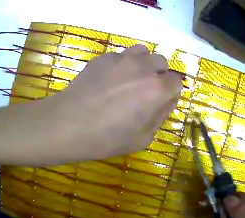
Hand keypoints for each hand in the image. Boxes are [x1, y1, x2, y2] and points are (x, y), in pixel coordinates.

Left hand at [41, 44, 181, 162]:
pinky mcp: (102, 57)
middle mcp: (142, 67)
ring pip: (142, 52)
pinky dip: (122, 64)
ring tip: (131, 78)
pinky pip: (120, 55)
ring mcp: (121, 58)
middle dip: (159, 74)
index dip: (171, 93)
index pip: (176, 82)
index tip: (161, 102)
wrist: (67, 125)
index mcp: (156, 89)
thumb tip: (167, 100)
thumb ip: (160, 116)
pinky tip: (109, 79)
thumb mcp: (142, 138)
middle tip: (146, 91)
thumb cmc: (106, 138)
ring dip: (143, 63)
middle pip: (161, 62)